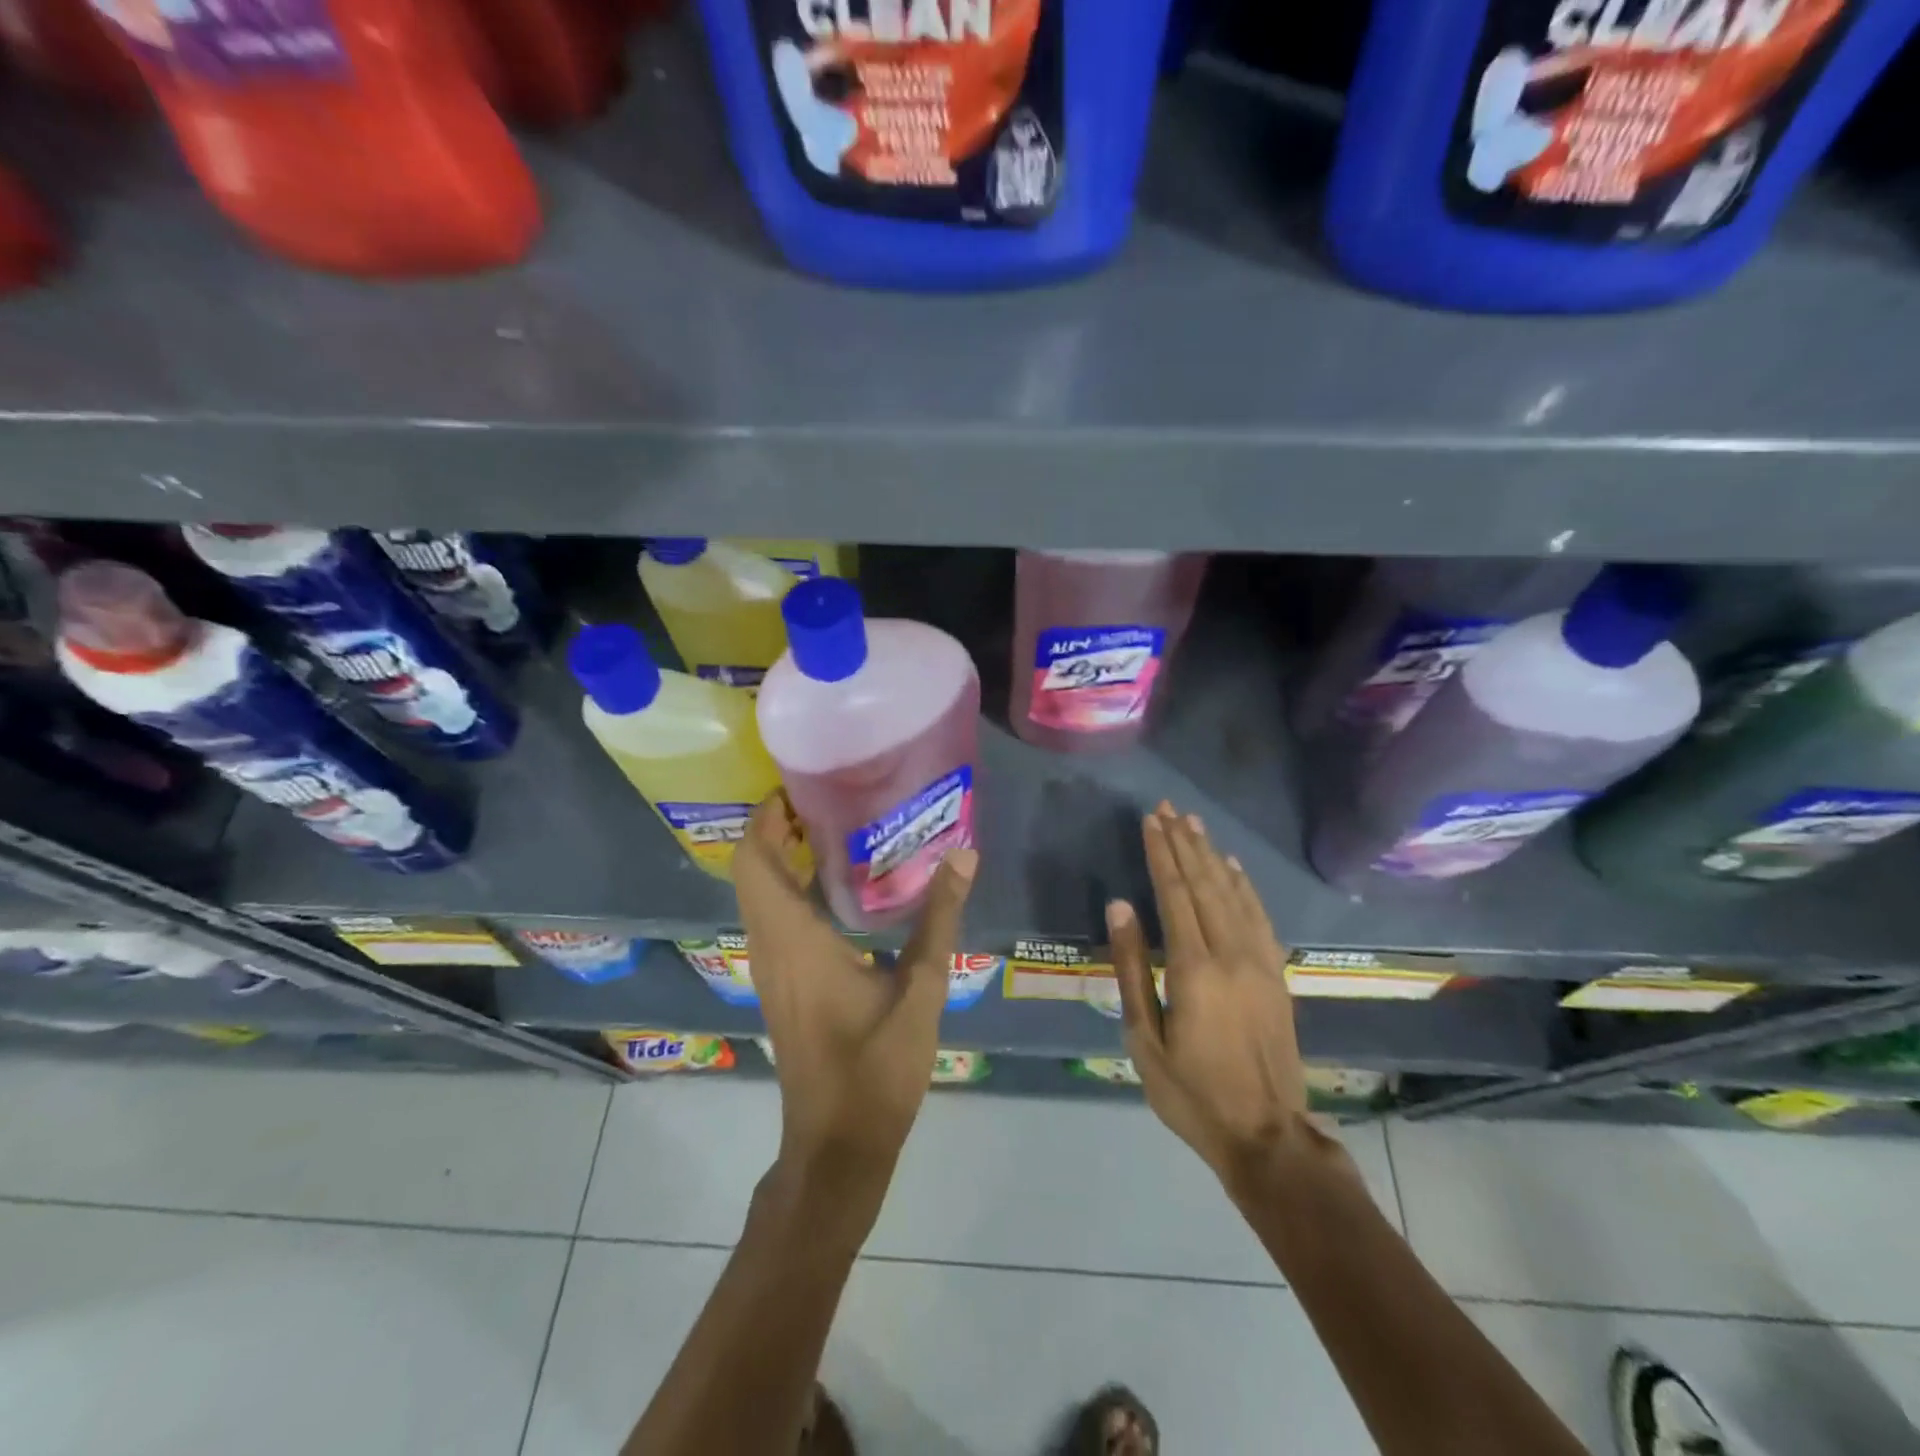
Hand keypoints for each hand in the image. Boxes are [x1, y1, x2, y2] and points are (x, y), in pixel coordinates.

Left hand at [734, 792, 976, 1211]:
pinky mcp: (781, 986)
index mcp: (794, 939)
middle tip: (827, 798)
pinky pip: (773, 920)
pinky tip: (839, 890)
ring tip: (836, 830)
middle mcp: (770, 946)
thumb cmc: (876, 1069)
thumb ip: (939, 920)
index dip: (766, 817)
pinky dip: (790, 890)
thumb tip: (963, 856)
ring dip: (782, 858)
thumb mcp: (920, 991)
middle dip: (777, 829)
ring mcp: (770, 969)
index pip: (755, 860)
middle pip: (752, 870)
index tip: (799, 785)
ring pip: (759, 896)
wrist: (836, 1146)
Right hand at [1110, 803, 1322, 1199]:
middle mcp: (1232, 954)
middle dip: (1184, 844)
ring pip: (1234, 894)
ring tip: (1195, 824)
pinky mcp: (1277, 975)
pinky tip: (1233, 867)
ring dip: (1212, 856)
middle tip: (1168, 809)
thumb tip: (1119, 906)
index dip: (1161, 854)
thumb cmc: (1191, 1092)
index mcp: (1195, 969)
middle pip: (1205, 885)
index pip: (1175, 894)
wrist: (1266, 1136)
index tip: (1150, 820)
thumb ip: (1131, 967)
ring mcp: (1260, 963)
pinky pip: (1260, 917)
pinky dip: (1244, 886)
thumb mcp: (1144, 1038)